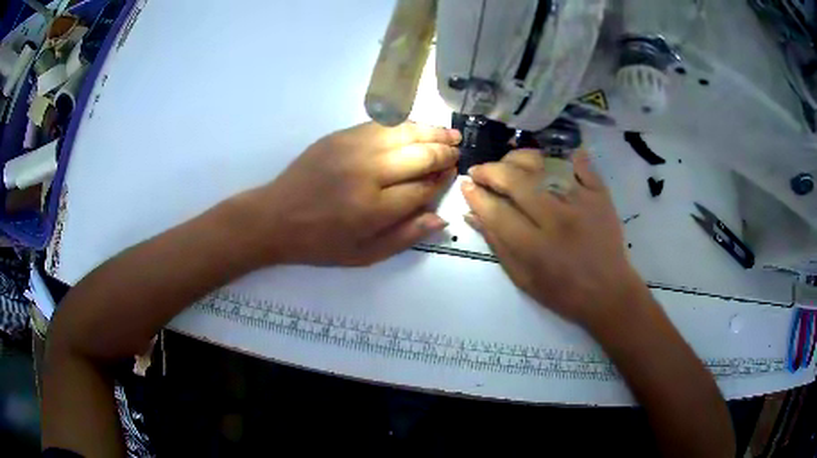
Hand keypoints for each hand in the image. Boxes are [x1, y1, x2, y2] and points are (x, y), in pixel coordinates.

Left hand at [241, 122, 460, 265]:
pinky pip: (381, 125)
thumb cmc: (320, 242)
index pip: (422, 188)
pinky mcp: (340, 136)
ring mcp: (352, 149)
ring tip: (450, 133)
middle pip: (419, 155)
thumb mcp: (363, 255)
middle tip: (457, 150)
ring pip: (403, 133)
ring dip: (431, 132)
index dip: (440, 181)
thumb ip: (404, 237)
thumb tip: (440, 218)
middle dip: (443, 153)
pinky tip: (417, 127)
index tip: (450, 175)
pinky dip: (404, 125)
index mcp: (373, 209)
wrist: (275, 217)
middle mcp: (367, 173)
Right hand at [461, 149, 646, 328]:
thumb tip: (472, 214)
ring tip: (509, 164)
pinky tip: (550, 158)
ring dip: (519, 158)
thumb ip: (497, 245)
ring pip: (543, 165)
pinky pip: (580, 164)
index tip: (466, 185)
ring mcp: (581, 202)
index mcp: (535, 247)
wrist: (608, 292)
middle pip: (516, 180)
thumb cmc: (562, 293)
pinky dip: (565, 156)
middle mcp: (557, 219)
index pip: (496, 210)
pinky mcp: (600, 195)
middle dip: (490, 170)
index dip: (476, 195)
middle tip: (480, 170)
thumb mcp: (523, 278)